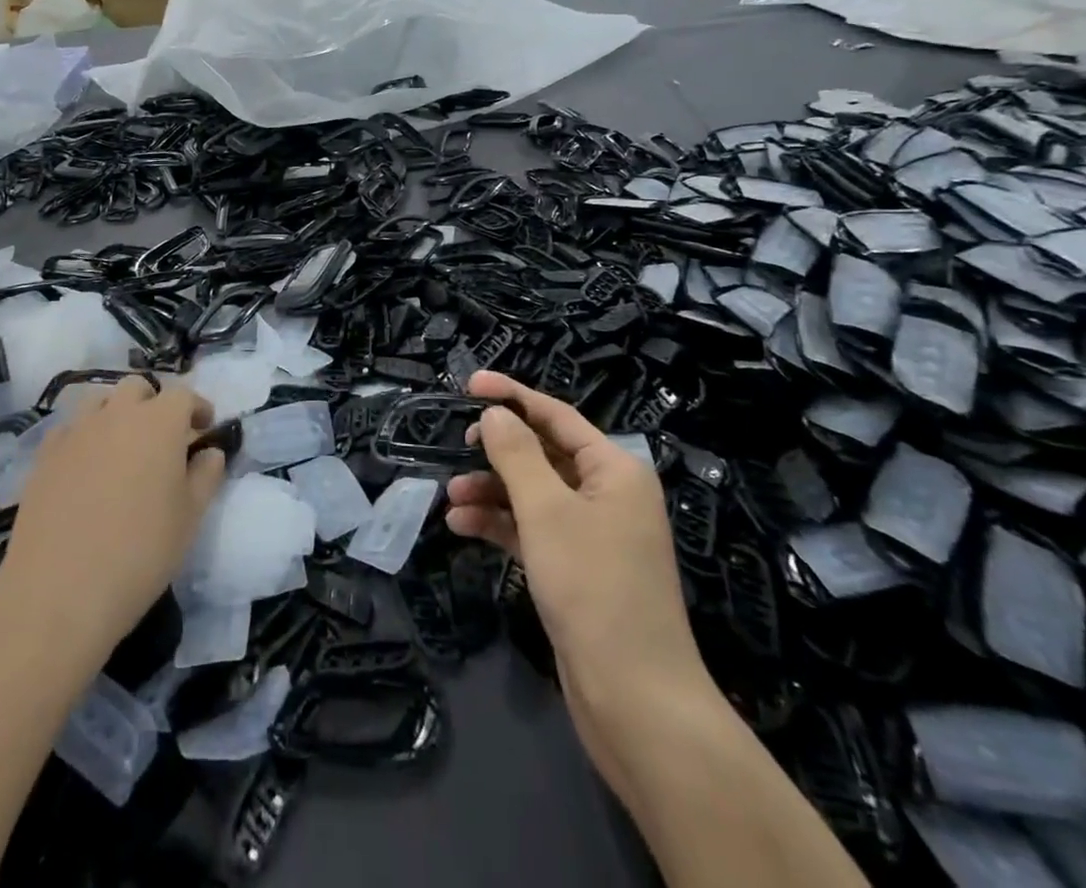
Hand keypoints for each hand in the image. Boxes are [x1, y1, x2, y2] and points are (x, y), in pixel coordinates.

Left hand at [0, 377, 226, 664]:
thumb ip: (206, 476)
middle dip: (154, 404)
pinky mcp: (44, 456)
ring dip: (117, 414)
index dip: (197, 408)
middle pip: (138, 389)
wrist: (58, 592)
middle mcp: (117, 414)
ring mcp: (76, 432)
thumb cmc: (140, 552)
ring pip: (100, 402)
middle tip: (162, 439)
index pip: (183, 395)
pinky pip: (70, 430)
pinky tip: (87, 469)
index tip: (204, 427)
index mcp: (159, 422)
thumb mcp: (190, 517)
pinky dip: (85, 437)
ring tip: (123, 450)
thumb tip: (209, 452)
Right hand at [445, 371, 705, 703]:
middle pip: (543, 453)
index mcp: (614, 470)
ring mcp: (592, 534)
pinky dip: (499, 525)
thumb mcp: (546, 511)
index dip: (512, 396)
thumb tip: (494, 414)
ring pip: (533, 494)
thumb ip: (516, 454)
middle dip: (498, 451)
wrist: (635, 701)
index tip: (469, 384)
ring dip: (491, 491)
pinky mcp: (576, 569)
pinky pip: (532, 530)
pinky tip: (462, 527)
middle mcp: (607, 494)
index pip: (557, 415)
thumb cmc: (592, 586)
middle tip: (456, 446)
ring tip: (450, 497)